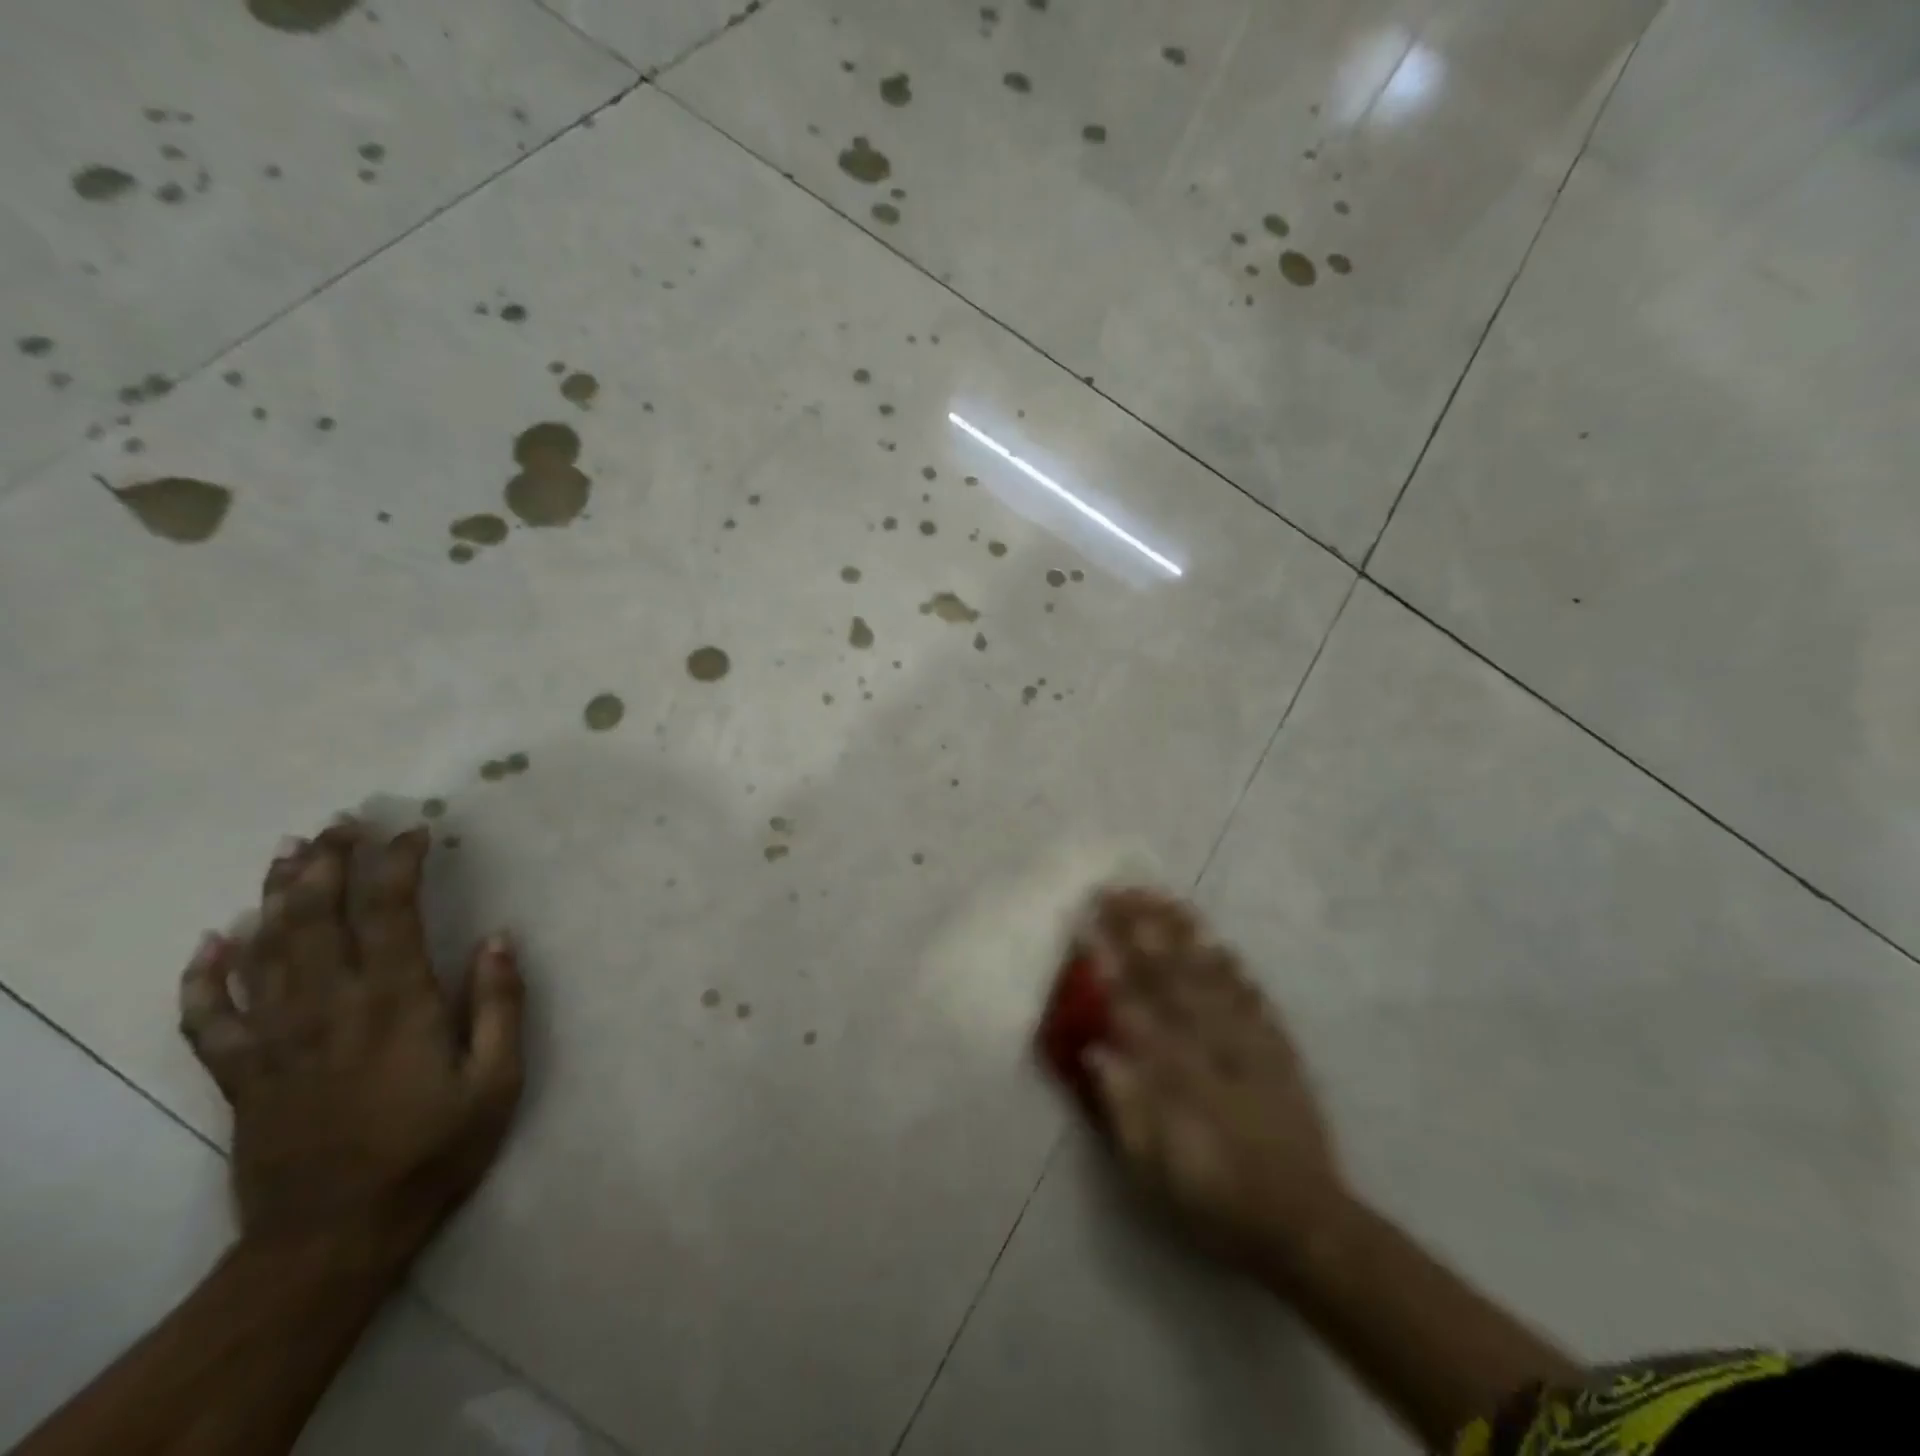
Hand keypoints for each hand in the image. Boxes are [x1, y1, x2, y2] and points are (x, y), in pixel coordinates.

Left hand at [179, 821, 525, 1260]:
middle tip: (340, 823)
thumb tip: (499, 937)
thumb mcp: (497, 1082)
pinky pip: (207, 1018)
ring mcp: (276, 1041)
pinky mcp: (241, 1076)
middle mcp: (329, 1008)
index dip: (399, 863)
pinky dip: (203, 976)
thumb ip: (500, 1005)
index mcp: (396, 1003)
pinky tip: (210, 942)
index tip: (414, 831)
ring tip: (287, 851)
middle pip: (316, 917)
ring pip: (263, 951)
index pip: (390, 912)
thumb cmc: (431, 1153)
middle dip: (328, 862)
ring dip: (273, 894)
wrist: (332, 1239)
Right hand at [1079, 888, 1348, 1270]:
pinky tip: (1217, 943)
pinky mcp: (1277, 1047)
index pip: (1131, 1002)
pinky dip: (1232, 966)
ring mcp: (1246, 1041)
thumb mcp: (1153, 1169)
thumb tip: (1096, 1050)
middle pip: (1168, 972)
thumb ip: (1124, 1107)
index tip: (1087, 924)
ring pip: (1209, 973)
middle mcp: (1207, 1045)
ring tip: (1159, 898)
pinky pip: (1251, 995)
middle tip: (1116, 890)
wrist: (1302, 1221)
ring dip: (1182, 932)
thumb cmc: (1213, 1197)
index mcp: (1172, 1072)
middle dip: (1140, 927)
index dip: (1108, 959)